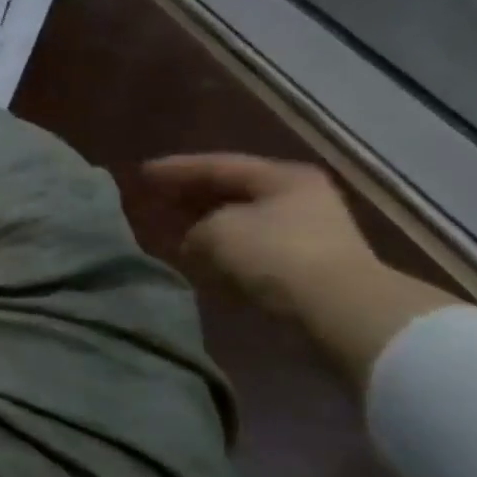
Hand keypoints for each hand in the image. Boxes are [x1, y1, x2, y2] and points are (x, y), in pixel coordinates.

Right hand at [142, 153, 378, 317]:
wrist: (335, 312)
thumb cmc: (273, 256)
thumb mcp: (214, 233)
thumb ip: (192, 230)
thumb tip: (193, 242)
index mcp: (281, 176)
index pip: (216, 165)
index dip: (175, 169)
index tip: (141, 174)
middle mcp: (296, 197)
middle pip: (231, 191)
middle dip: (190, 196)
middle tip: (154, 198)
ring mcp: (304, 234)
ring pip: (239, 222)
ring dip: (204, 226)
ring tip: (170, 229)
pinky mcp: (302, 268)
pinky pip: (248, 250)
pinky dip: (221, 251)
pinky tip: (198, 257)